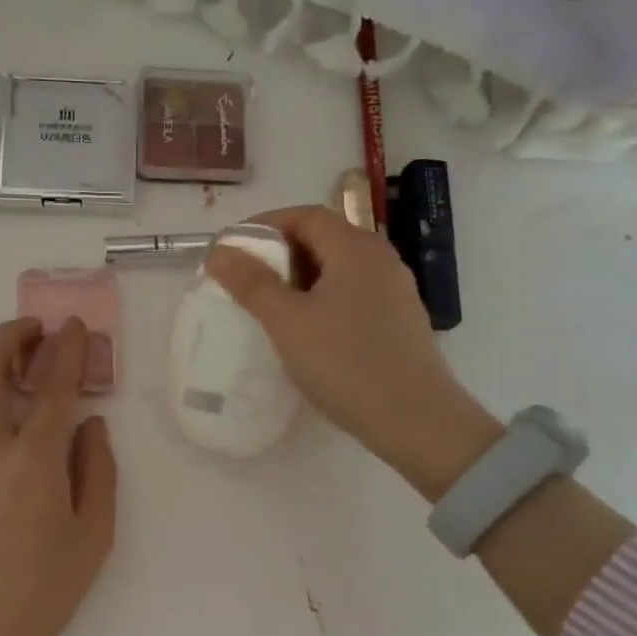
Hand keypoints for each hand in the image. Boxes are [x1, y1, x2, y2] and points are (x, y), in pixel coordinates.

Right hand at [206, 206, 500, 501]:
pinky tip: (308, 331)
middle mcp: (380, 259)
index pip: (305, 216)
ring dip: (301, 278)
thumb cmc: (346, 363)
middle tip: (246, 278)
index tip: (233, 247)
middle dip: (281, 252)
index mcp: (355, 247)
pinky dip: (323, 299)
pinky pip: (353, 294)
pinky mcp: (399, 320)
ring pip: (339, 269)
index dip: (265, 225)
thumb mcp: (288, 323)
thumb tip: (220, 251)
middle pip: (324, 238)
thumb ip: (252, 284)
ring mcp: (395, 290)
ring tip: (271, 306)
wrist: (415, 420)